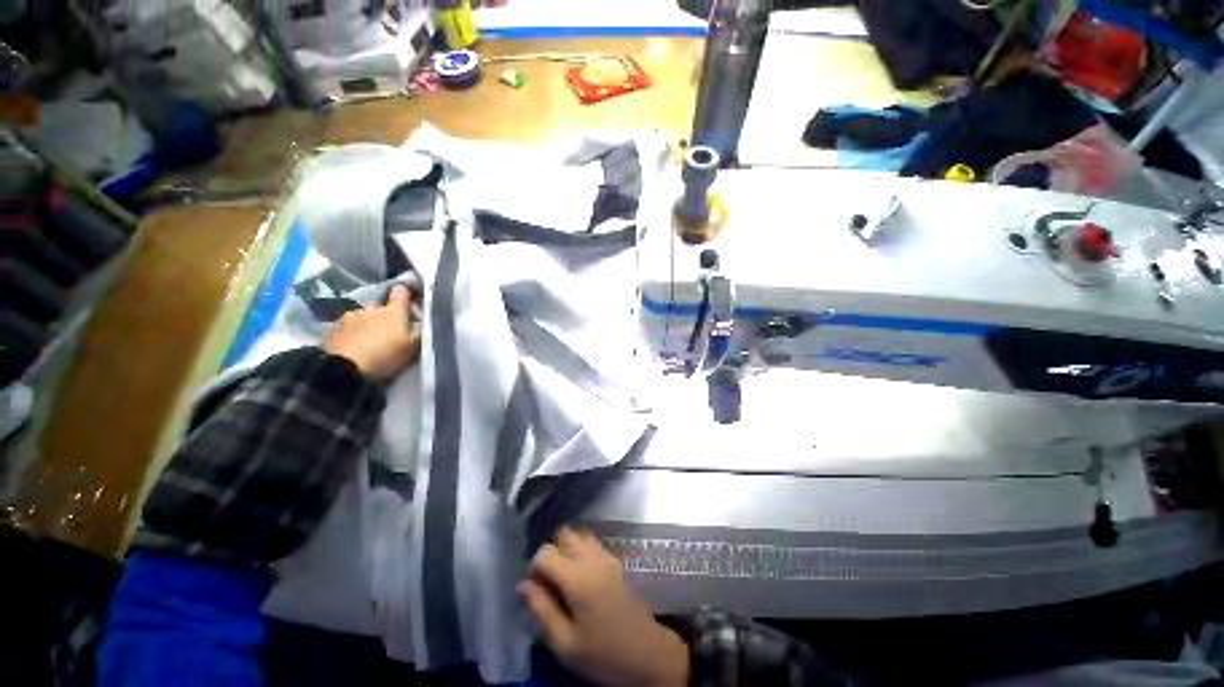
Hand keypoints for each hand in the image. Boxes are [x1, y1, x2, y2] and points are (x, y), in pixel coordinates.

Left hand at [322, 285, 420, 380]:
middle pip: (379, 304)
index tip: (409, 303)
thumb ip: (420, 330)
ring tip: (368, 339)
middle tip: (389, 328)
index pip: (401, 291)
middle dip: (384, 312)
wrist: (344, 370)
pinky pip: (346, 327)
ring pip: (361, 315)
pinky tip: (353, 345)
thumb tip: (424, 320)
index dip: (406, 294)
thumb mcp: (413, 346)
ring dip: (366, 323)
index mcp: (393, 310)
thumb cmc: (386, 355)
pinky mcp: (332, 329)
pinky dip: (351, 333)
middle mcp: (371, 308)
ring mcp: (349, 317)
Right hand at [519, 528, 688, 686]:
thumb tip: (523, 584)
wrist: (648, 654)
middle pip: (564, 534)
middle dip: (551, 551)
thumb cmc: (603, 654)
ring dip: (566, 548)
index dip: (534, 566)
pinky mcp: (616, 561)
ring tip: (562, 576)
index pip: (545, 552)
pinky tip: (579, 575)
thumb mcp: (565, 644)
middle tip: (547, 579)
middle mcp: (592, 558)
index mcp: (577, 577)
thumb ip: (542, 610)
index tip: (534, 587)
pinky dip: (580, 549)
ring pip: (579, 535)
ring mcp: (607, 556)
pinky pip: (593, 543)